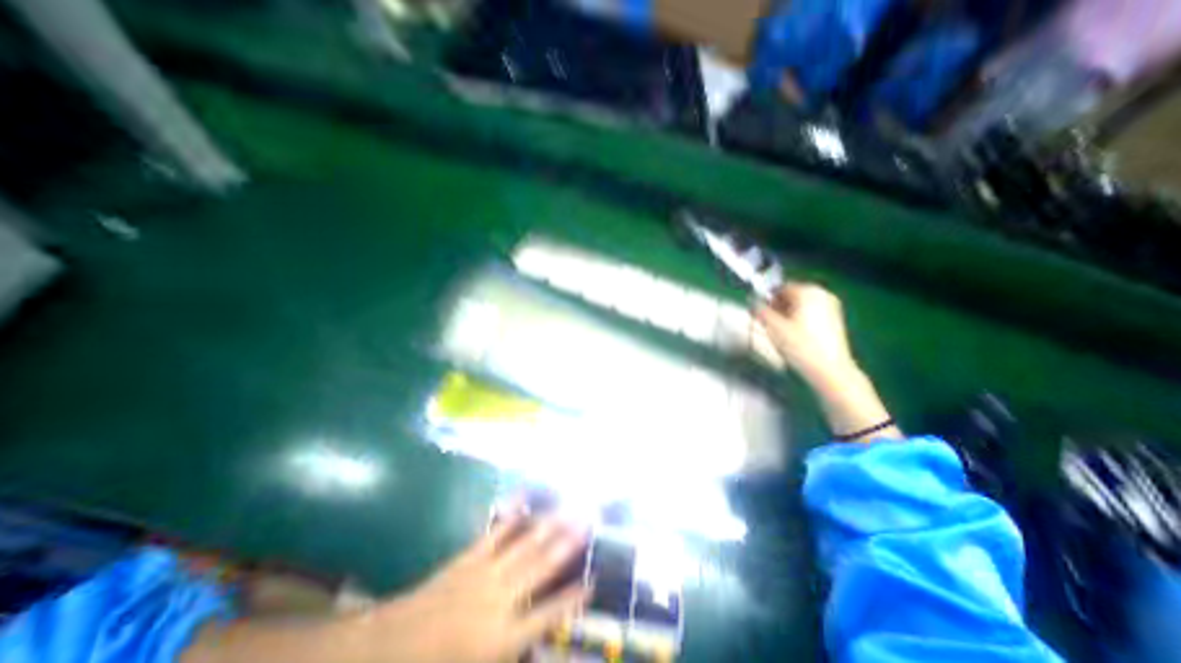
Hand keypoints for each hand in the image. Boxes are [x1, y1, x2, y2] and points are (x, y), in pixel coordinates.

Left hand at [360, 514, 594, 662]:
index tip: (593, 582)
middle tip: (588, 522)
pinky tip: (524, 498)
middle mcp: (500, 599)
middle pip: (541, 567)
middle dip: (568, 543)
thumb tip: (545, 645)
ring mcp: (485, 573)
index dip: (572, 599)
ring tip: (568, 509)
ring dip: (549, 526)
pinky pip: (496, 532)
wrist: (390, 647)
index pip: (547, 617)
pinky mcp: (471, 556)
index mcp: (502, 638)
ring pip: (525, 545)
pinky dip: (513, 515)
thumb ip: (515, 653)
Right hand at [757, 282, 859, 385]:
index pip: (779, 287)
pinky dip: (799, 320)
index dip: (765, 299)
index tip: (758, 312)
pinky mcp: (835, 320)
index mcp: (807, 291)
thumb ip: (759, 310)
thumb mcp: (772, 327)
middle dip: (777, 307)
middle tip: (767, 323)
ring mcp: (831, 307)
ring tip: (779, 332)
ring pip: (800, 305)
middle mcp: (821, 294)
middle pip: (791, 295)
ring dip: (787, 314)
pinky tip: (793, 336)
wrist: (829, 370)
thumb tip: (753, 302)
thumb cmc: (799, 345)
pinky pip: (810, 313)